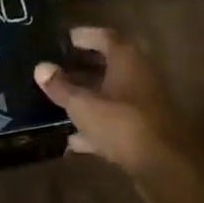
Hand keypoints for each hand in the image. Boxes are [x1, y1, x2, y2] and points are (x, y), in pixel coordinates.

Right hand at [34, 27, 203, 189]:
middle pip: (110, 64)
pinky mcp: (145, 129)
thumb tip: (40, 67)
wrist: (163, 166)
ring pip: (112, 93)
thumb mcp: (82, 105)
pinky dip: (96, 124)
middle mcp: (140, 75)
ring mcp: (144, 103)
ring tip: (61, 99)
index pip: (105, 36)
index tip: (64, 39)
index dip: (84, 36)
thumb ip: (60, 86)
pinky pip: (116, 119)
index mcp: (127, 60)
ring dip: (89, 95)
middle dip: (84, 66)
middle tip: (59, 67)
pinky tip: (74, 139)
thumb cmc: (121, 124)